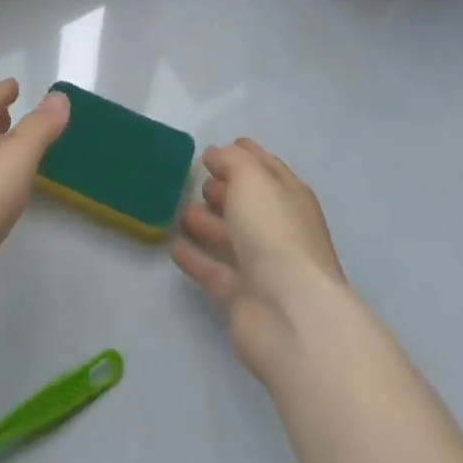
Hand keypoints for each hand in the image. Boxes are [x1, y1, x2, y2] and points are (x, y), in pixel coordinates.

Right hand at [171, 138, 346, 382]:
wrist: (289, 313)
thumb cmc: (274, 233)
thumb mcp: (252, 179)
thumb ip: (231, 161)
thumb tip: (215, 154)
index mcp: (290, 197)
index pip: (266, 168)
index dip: (243, 155)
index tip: (214, 148)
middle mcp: (279, 229)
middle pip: (248, 203)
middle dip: (224, 190)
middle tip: (196, 180)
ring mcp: (261, 265)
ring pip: (230, 236)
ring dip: (207, 223)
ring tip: (179, 210)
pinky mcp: (241, 296)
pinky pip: (213, 270)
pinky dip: (196, 257)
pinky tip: (173, 247)